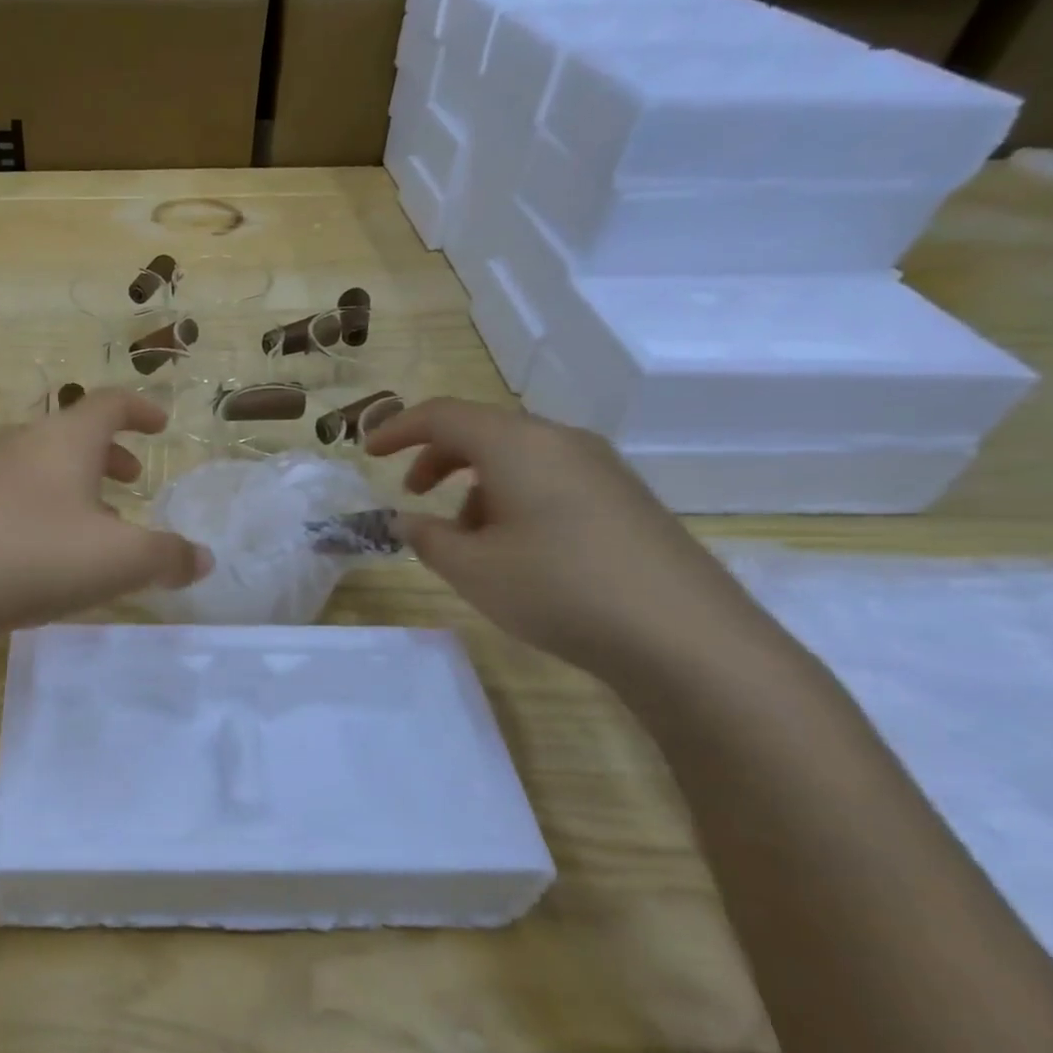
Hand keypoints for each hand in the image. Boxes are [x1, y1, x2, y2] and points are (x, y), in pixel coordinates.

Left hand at [0, 389, 212, 638]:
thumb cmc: (33, 556)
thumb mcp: (117, 561)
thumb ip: (167, 558)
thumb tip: (202, 559)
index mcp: (65, 440)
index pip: (110, 404)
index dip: (141, 410)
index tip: (161, 424)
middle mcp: (21, 443)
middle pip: (72, 434)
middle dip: (109, 454)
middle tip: (132, 479)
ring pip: (39, 465)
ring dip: (73, 484)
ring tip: (91, 523)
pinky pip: (9, 493)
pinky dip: (38, 507)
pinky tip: (38, 550)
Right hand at [365, 399, 780, 681]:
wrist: (685, 637)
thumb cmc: (558, 589)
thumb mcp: (472, 569)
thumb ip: (426, 538)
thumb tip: (405, 520)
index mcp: (517, 445)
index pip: (443, 415)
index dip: (398, 428)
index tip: (368, 452)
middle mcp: (560, 442)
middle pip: (484, 431)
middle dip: (439, 457)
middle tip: (413, 492)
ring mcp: (601, 468)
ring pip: (519, 457)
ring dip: (477, 484)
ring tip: (467, 538)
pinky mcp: (625, 498)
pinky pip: (552, 478)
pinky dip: (515, 497)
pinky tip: (518, 549)